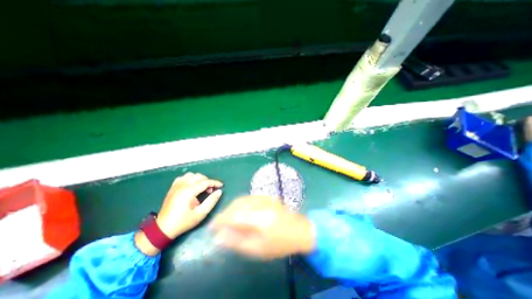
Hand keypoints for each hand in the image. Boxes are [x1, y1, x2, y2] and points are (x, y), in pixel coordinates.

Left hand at [157, 172, 223, 238]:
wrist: (163, 229)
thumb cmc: (183, 222)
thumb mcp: (201, 213)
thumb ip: (211, 201)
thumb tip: (219, 191)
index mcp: (189, 191)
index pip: (205, 182)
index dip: (215, 183)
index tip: (221, 186)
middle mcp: (182, 186)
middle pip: (199, 176)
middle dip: (208, 181)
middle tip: (211, 190)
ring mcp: (176, 186)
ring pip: (191, 175)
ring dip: (199, 179)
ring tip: (202, 187)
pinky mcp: (172, 188)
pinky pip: (183, 177)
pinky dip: (190, 179)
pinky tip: (192, 185)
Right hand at [209, 196, 314, 258]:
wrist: (300, 230)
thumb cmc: (280, 243)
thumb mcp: (258, 249)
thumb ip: (237, 241)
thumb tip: (219, 236)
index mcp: (259, 218)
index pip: (233, 215)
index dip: (220, 219)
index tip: (211, 227)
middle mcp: (260, 204)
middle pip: (236, 204)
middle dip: (225, 213)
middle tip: (220, 225)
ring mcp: (265, 198)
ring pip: (242, 199)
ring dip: (232, 208)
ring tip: (229, 219)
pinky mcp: (267, 197)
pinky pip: (249, 198)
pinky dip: (241, 204)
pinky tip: (241, 212)